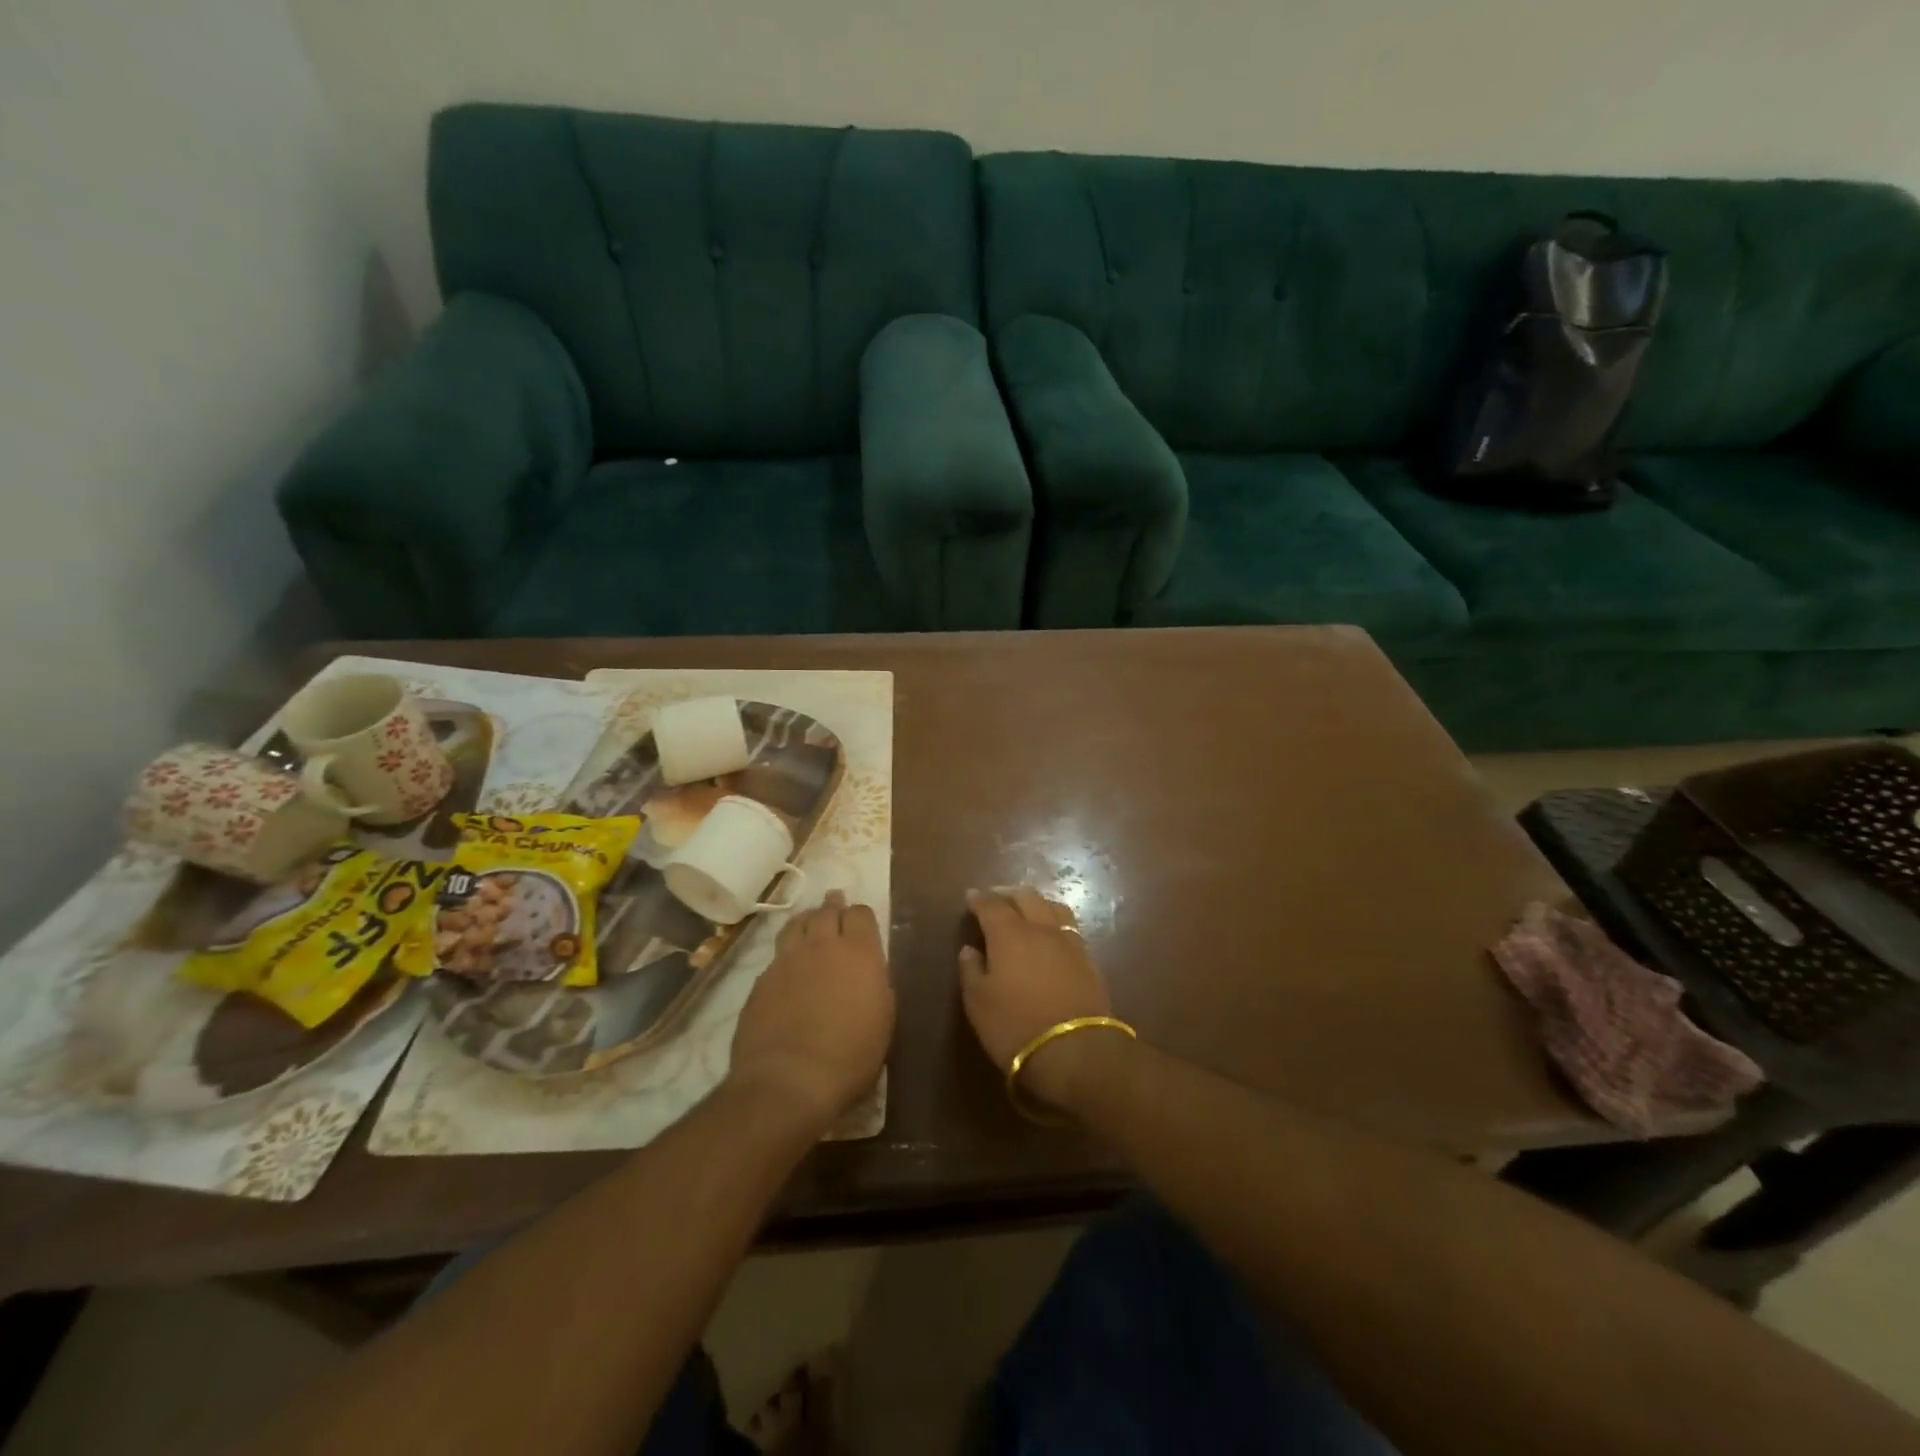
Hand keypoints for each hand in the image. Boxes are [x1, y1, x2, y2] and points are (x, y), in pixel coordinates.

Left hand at [728, 891, 893, 1134]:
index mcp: (859, 952)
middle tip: (834, 902)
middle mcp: (822, 946)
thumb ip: (876, 985)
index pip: (860, 913)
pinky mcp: (761, 981)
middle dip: (832, 906)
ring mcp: (787, 961)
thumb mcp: (882, 1020)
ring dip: (806, 920)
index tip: (862, 921)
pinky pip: (777, 955)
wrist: (789, 1080)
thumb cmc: (850, 1056)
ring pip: (796, 924)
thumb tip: (869, 973)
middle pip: (826, 911)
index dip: (861, 915)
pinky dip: (786, 953)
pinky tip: (787, 965)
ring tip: (809, 920)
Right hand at [960, 887, 1122, 1110]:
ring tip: (1027, 909)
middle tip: (997, 897)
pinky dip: (1055, 922)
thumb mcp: (978, 1003)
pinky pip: (1069, 927)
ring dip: (1037, 902)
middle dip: (1009, 893)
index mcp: (1009, 934)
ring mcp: (1069, 942)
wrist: (1075, 1050)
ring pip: (1053, 907)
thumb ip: (971, 970)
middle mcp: (1040, 928)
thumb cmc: (1015, 1026)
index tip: (971, 896)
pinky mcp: (1088, 959)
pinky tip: (1051, 935)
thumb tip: (970, 949)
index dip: (980, 899)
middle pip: (1026, 897)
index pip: (992, 905)